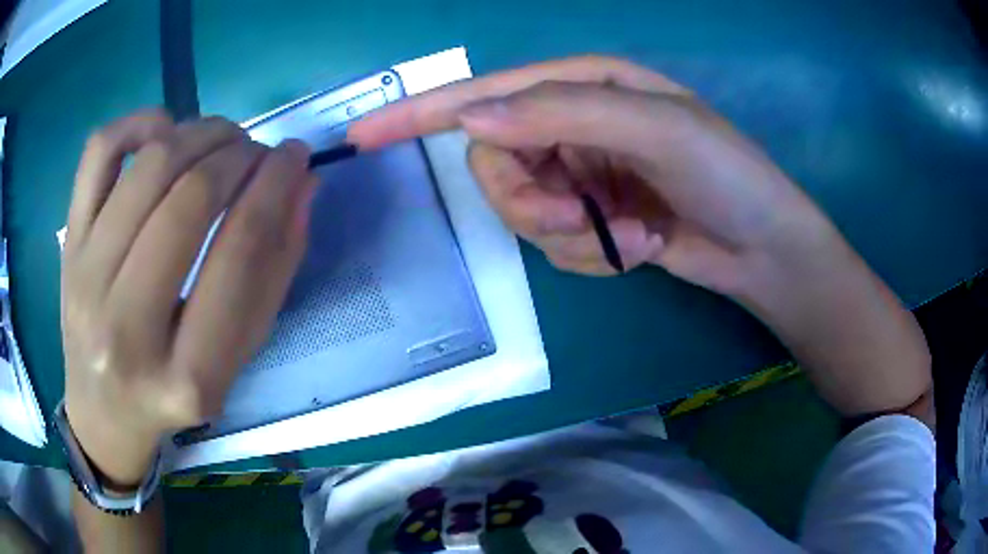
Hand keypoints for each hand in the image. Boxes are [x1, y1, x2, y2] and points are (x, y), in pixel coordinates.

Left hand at [62, 110, 315, 484]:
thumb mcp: (235, 359)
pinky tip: (164, 131)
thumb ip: (272, 275)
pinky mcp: (68, 244)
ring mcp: (85, 279)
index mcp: (186, 377)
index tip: (297, 158)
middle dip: (240, 156)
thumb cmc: (173, 394)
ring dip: (202, 134)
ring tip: (223, 140)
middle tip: (259, 152)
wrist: (103, 410)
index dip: (276, 188)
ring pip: (148, 166)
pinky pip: (98, 153)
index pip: (238, 255)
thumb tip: (300, 184)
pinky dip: (139, 122)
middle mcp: (125, 328)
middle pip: (189, 200)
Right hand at [349, 56, 835, 292]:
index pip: (483, 96)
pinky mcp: (590, 221)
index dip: (419, 114)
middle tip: (580, 217)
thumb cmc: (723, 172)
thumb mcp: (653, 127)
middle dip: (529, 203)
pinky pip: (555, 246)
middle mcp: (568, 126)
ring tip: (630, 233)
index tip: (363, 137)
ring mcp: (577, 176)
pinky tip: (639, 244)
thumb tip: (472, 118)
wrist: (760, 244)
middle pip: (494, 165)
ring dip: (570, 233)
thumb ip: (561, 114)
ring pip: (522, 213)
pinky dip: (593, 253)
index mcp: (579, 87)